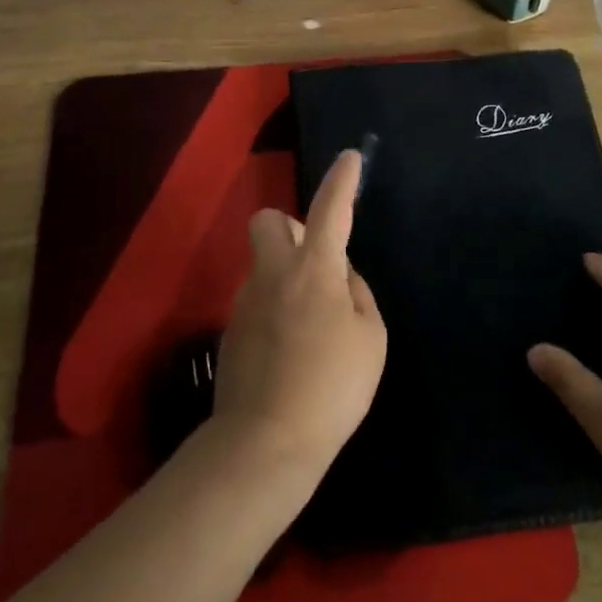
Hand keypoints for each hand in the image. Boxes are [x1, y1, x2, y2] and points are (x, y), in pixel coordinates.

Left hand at [211, 149, 386, 480]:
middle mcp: (273, 273)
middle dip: (291, 227)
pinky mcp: (230, 332)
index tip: (350, 158)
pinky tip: (292, 353)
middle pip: (269, 221)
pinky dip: (277, 312)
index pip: (330, 208)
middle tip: (318, 263)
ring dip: (288, 277)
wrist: (266, 443)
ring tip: (314, 329)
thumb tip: (340, 279)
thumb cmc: (332, 387)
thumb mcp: (371, 338)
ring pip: (265, 266)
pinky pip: (259, 302)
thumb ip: (357, 294)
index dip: (343, 180)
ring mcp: (245, 302)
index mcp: (314, 269)